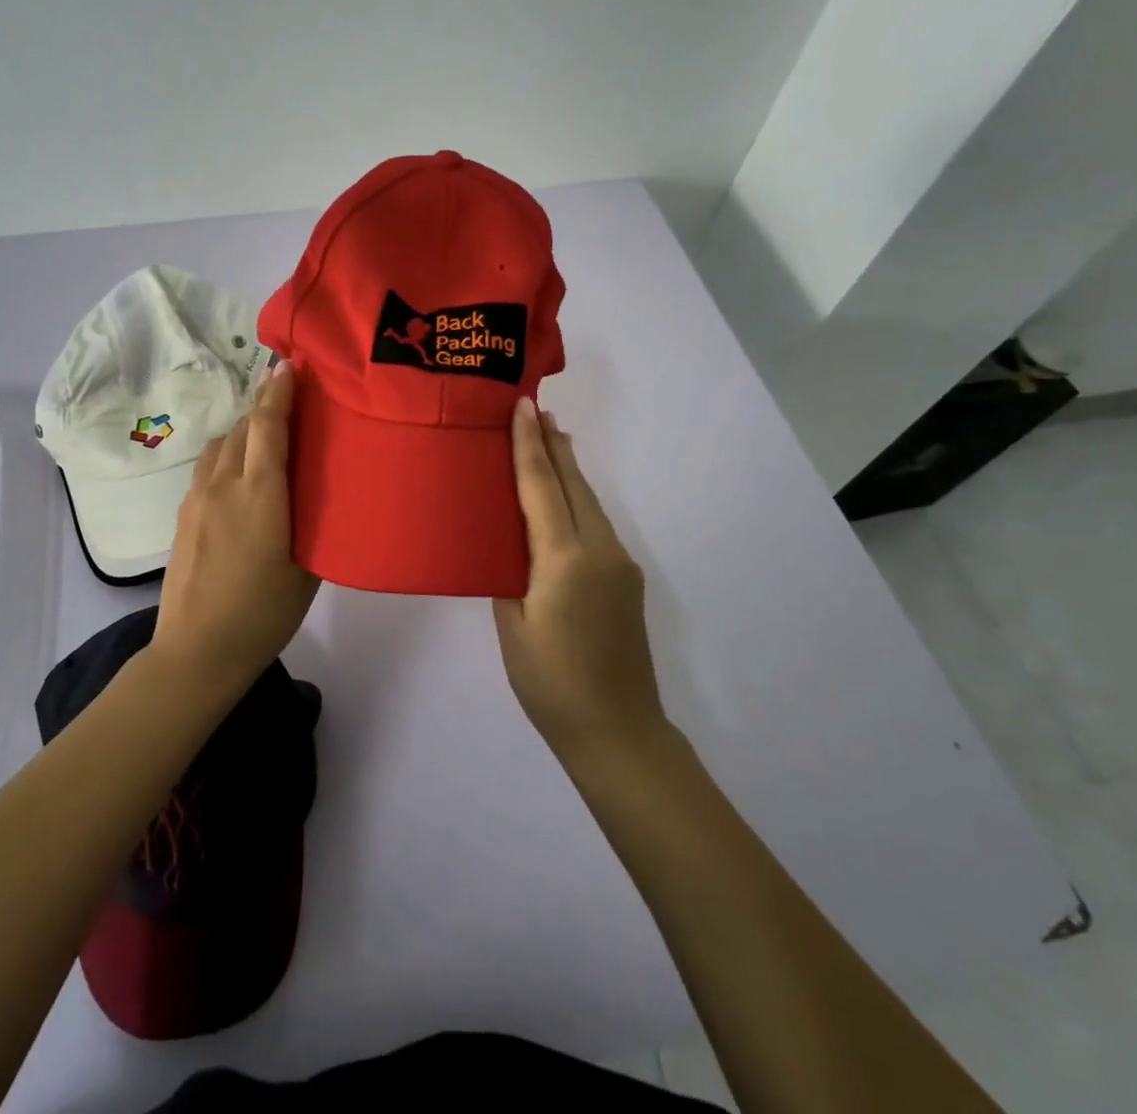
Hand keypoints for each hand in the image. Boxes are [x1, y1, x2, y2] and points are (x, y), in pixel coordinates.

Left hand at [153, 360, 319, 692]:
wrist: (197, 652)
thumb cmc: (264, 613)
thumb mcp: (308, 569)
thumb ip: (312, 521)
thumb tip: (317, 493)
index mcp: (260, 493)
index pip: (268, 425)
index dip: (279, 391)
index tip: (290, 365)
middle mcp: (224, 485)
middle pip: (243, 427)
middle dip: (265, 407)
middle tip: (291, 401)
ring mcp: (197, 499)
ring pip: (221, 445)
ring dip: (244, 432)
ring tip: (266, 440)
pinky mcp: (183, 516)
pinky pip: (208, 468)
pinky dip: (228, 456)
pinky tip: (241, 478)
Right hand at [494, 398, 667, 760]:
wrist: (619, 731)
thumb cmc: (550, 684)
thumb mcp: (512, 627)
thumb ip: (510, 576)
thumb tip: (510, 547)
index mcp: (564, 560)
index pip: (542, 488)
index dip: (529, 446)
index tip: (523, 407)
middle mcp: (599, 550)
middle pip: (573, 484)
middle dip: (554, 445)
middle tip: (536, 409)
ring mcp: (619, 563)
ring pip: (589, 502)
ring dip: (568, 469)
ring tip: (551, 438)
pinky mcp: (626, 579)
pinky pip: (597, 524)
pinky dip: (578, 499)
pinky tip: (566, 497)